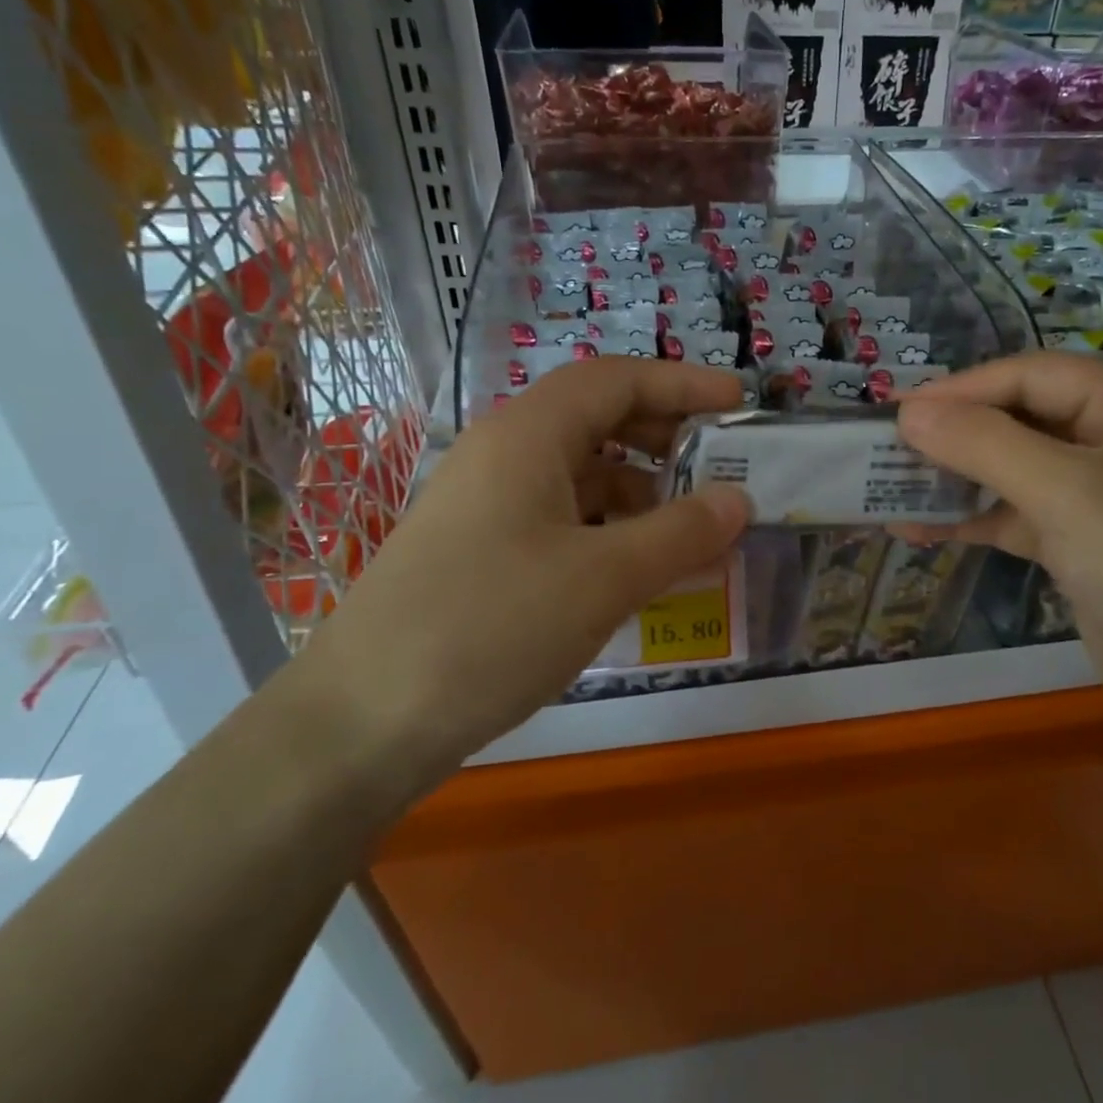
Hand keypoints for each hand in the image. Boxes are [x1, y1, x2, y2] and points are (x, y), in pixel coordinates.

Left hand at [296, 358, 749, 794]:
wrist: (362, 722)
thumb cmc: (491, 627)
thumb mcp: (603, 578)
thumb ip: (681, 533)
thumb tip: (740, 500)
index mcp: (528, 436)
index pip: (617, 379)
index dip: (683, 383)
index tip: (738, 403)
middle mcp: (504, 455)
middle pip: (598, 420)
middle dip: (665, 438)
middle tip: (721, 468)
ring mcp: (487, 505)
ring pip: (581, 476)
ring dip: (641, 494)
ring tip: (692, 534)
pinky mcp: (481, 551)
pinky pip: (561, 520)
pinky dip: (609, 533)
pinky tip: (637, 573)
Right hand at [891, 351, 1102, 728]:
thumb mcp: (1064, 492)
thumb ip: (984, 444)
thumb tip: (909, 413)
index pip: (1034, 375)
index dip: (964, 387)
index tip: (899, 408)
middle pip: (1022, 418)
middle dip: (956, 432)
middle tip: (890, 444)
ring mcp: (1101, 498)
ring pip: (1015, 470)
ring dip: (956, 478)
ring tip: (892, 484)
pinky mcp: (1082, 546)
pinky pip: (1017, 516)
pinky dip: (972, 520)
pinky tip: (918, 527)